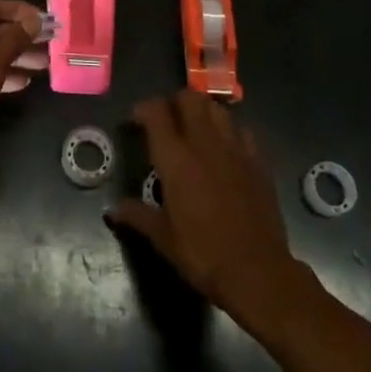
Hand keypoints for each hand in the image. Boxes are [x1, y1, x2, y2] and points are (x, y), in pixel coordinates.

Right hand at [106, 92, 303, 321]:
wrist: (259, 274)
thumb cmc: (204, 254)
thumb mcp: (164, 239)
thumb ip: (137, 216)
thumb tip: (111, 210)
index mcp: (175, 158)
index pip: (156, 111)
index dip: (144, 109)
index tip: (137, 122)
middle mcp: (204, 143)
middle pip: (189, 97)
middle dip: (175, 102)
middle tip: (168, 121)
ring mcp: (235, 149)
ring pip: (217, 108)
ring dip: (203, 112)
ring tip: (196, 130)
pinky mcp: (258, 162)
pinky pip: (243, 131)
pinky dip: (231, 132)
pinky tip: (226, 149)